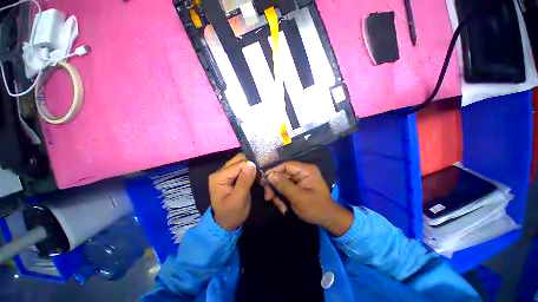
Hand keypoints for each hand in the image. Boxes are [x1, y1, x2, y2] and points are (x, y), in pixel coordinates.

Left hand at [209, 154, 256, 229]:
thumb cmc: (231, 213)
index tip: (262, 176)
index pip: (239, 164)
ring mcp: (226, 172)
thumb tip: (251, 163)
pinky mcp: (232, 175)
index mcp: (219, 176)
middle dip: (253, 166)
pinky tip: (256, 179)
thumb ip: (244, 181)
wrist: (226, 223)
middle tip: (261, 177)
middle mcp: (221, 171)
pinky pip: (243, 168)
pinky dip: (251, 172)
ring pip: (243, 162)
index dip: (252, 167)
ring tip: (260, 179)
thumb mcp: (238, 200)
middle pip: (240, 160)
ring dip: (253, 169)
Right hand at [265, 161, 352, 235]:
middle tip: (268, 198)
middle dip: (274, 186)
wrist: (327, 219)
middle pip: (282, 174)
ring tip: (280, 206)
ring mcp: (299, 179)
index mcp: (306, 170)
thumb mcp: (298, 197)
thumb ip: (283, 185)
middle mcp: (302, 172)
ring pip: (281, 182)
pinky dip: (281, 197)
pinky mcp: (296, 186)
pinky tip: (283, 207)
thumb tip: (269, 175)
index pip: (286, 165)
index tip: (264, 181)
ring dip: (277, 194)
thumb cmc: (315, 208)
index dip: (273, 171)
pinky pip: (284, 188)